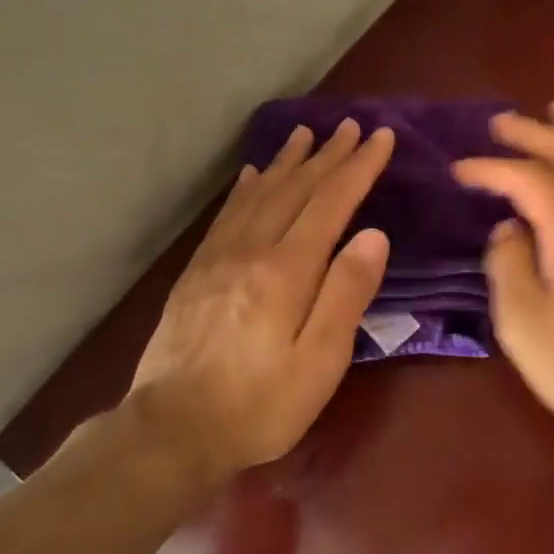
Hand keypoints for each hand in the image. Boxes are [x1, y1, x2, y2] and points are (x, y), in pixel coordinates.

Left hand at [127, 118, 394, 482]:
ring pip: (260, 193)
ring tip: (305, 134)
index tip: (381, 137)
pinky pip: (227, 214)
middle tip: (350, 125)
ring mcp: (219, 257)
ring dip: (287, 161)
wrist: (172, 428)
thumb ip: (346, 294)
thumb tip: (374, 235)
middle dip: (328, 155)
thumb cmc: (260, 404)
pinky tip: (251, 175)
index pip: (331, 202)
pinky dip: (246, 188)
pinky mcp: (197, 272)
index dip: (359, 167)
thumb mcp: (320, 361)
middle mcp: (253, 249)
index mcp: (288, 269)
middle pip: (296, 189)